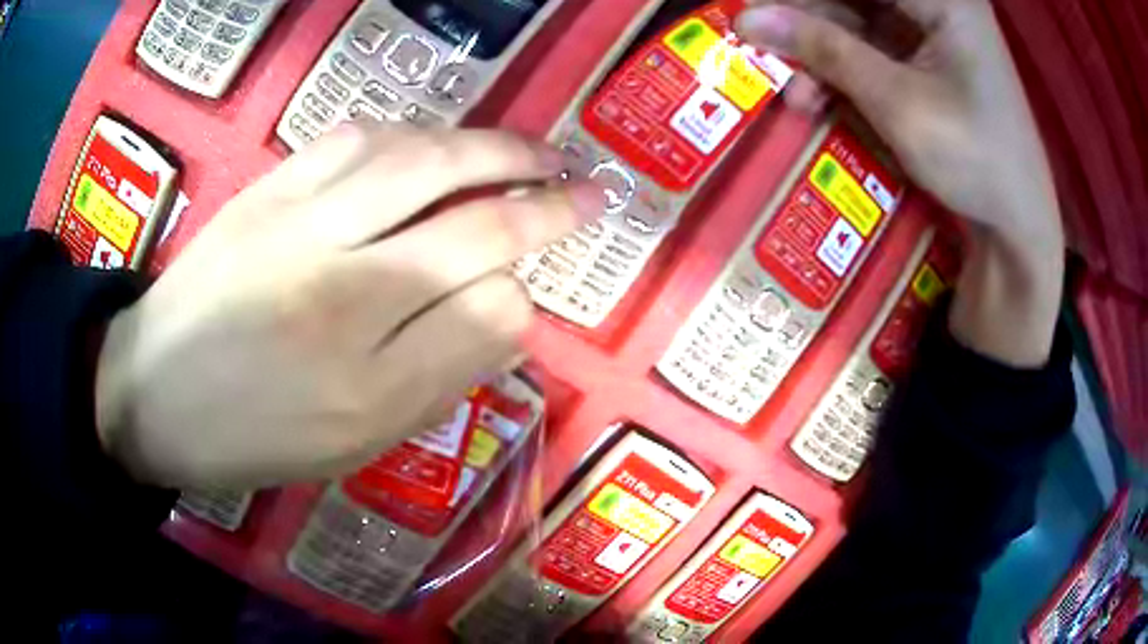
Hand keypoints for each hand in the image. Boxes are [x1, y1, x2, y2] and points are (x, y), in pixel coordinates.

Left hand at [95, 122, 603, 488]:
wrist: (152, 392)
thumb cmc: (253, 436)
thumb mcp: (355, 443)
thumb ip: (437, 378)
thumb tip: (504, 310)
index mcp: (368, 384)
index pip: (491, 313)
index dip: (524, 296)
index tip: (529, 292)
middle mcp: (342, 294)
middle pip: (474, 224)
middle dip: (547, 203)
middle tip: (591, 188)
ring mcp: (300, 226)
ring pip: (424, 162)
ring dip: (491, 150)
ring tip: (531, 151)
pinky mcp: (268, 188)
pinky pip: (357, 137)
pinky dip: (414, 133)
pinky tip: (438, 141)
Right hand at [736, 0, 1064, 365]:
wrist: (1019, 223)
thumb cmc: (975, 161)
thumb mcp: (898, 104)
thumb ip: (826, 51)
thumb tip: (747, 19)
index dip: (802, 0)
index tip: (757, 16)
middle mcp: (939, 1)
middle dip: (810, 24)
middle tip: (768, 54)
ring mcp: (935, 26)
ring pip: (857, 16)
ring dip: (822, 52)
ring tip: (798, 96)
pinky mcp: (929, 53)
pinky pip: (873, 43)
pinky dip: (846, 68)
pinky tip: (824, 97)